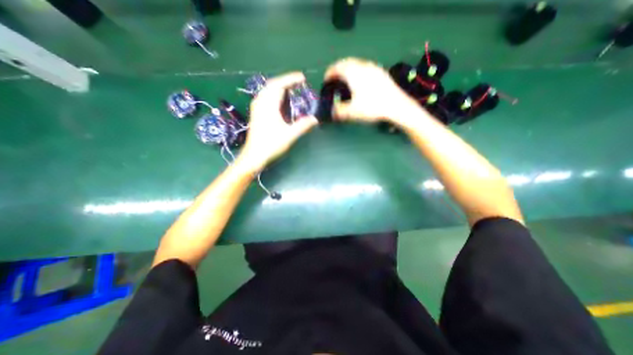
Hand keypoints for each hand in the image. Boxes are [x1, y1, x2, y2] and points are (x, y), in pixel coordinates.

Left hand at [239, 73, 319, 171]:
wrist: (254, 156)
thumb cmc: (271, 145)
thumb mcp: (290, 135)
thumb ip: (303, 125)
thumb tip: (315, 119)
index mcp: (268, 105)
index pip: (279, 85)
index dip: (291, 79)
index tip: (302, 78)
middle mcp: (260, 103)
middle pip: (272, 85)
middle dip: (286, 81)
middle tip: (298, 83)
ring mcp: (256, 108)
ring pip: (267, 90)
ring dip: (279, 87)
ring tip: (291, 89)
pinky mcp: (256, 114)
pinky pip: (265, 97)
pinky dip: (274, 94)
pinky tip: (280, 101)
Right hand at [324, 56, 421, 122]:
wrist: (396, 106)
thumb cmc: (372, 107)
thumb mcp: (352, 112)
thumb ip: (339, 111)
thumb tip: (332, 111)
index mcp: (353, 73)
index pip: (337, 67)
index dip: (329, 73)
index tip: (326, 79)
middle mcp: (362, 66)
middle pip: (346, 62)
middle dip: (338, 69)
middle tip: (334, 78)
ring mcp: (373, 68)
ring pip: (356, 63)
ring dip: (348, 69)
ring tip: (346, 79)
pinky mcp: (381, 72)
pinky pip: (365, 67)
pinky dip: (358, 71)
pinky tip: (360, 81)